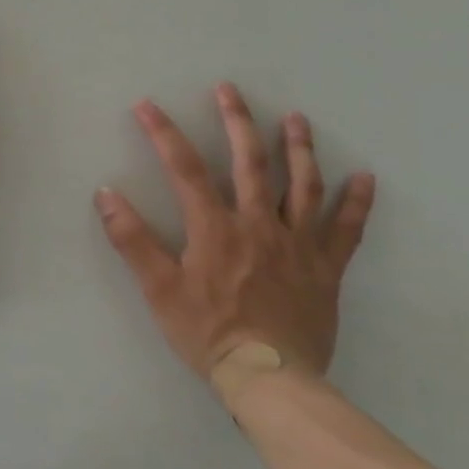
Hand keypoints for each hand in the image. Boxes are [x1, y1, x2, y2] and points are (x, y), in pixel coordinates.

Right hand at [95, 82, 375, 380]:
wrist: (271, 379)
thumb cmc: (208, 332)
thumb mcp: (158, 288)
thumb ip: (132, 239)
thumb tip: (105, 194)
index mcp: (215, 227)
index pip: (184, 168)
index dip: (163, 133)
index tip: (146, 106)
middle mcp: (258, 224)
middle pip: (250, 162)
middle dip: (237, 121)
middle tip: (229, 89)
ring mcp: (297, 244)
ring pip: (301, 185)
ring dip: (298, 147)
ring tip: (295, 118)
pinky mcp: (326, 267)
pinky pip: (345, 229)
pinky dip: (355, 201)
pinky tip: (363, 177)